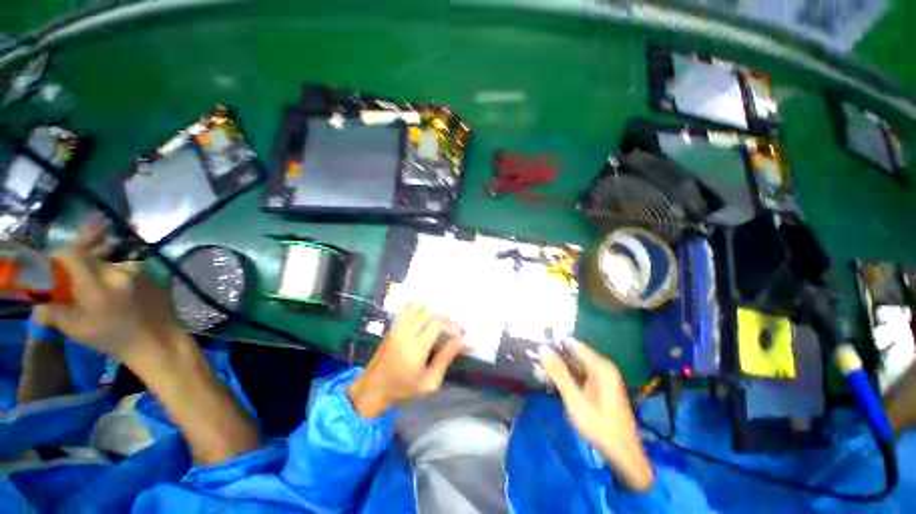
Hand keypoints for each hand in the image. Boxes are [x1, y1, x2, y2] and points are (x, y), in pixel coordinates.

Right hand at [42, 221, 183, 366]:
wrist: (155, 339)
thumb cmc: (113, 338)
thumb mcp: (76, 328)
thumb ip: (53, 312)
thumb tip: (37, 305)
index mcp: (96, 285)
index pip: (73, 256)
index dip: (60, 257)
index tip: (54, 265)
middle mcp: (118, 272)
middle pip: (92, 257)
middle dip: (79, 264)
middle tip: (75, 278)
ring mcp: (139, 271)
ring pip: (109, 262)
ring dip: (99, 271)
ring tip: (100, 288)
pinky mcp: (152, 274)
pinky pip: (127, 268)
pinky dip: (117, 275)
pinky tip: (118, 290)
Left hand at [348, 303, 467, 417]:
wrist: (372, 388)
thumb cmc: (403, 389)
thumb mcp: (430, 382)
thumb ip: (446, 358)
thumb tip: (466, 342)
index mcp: (415, 349)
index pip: (437, 324)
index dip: (452, 325)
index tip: (460, 333)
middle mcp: (405, 333)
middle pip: (429, 312)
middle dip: (445, 317)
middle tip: (453, 328)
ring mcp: (397, 327)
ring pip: (419, 307)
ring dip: (433, 312)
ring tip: (440, 323)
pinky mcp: (392, 326)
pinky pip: (408, 308)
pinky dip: (420, 308)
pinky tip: (426, 318)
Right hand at [542, 340, 654, 491]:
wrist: (623, 454)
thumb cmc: (599, 425)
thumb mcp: (575, 399)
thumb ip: (558, 373)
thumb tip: (543, 349)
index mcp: (601, 366)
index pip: (574, 344)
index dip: (555, 342)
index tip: (538, 341)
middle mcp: (603, 367)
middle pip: (574, 354)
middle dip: (555, 356)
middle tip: (535, 357)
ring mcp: (602, 377)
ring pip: (575, 365)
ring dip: (559, 367)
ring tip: (540, 367)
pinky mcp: (600, 387)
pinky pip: (580, 374)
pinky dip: (566, 376)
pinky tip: (553, 379)